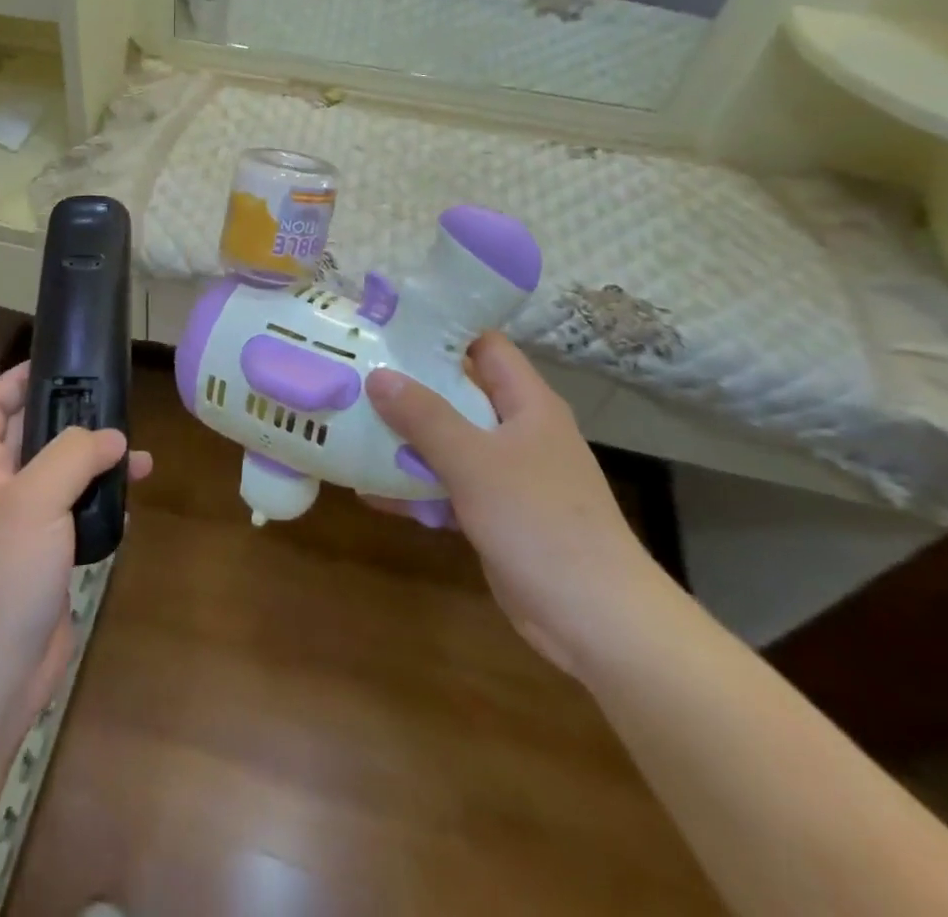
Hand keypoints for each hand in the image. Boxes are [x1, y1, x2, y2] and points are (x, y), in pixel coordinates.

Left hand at [0, 364, 152, 838]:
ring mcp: (20, 527)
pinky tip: (130, 504)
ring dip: (95, 464)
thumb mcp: (34, 499)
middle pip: (32, 437)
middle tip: (115, 407)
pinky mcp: (45, 558)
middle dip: (71, 421)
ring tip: (138, 457)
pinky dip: (100, 503)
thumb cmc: (1, 575)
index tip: (58, 363)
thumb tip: (112, 437)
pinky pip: (74, 514)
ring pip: (60, 476)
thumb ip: (73, 454)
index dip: (16, 379)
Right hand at [365, 334, 672, 677]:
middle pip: (459, 391)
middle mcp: (519, 430)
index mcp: (527, 403)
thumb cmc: (540, 522)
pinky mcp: (496, 513)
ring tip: (351, 422)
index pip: (484, 345)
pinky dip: (415, 485)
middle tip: (357, 372)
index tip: (387, 326)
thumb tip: (377, 375)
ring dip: (406, 436)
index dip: (441, 330)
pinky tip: (369, 490)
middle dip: (409, 384)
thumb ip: (424, 416)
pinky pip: (448, 485)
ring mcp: (508, 474)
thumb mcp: (474, 461)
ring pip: (450, 440)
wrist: (596, 621)